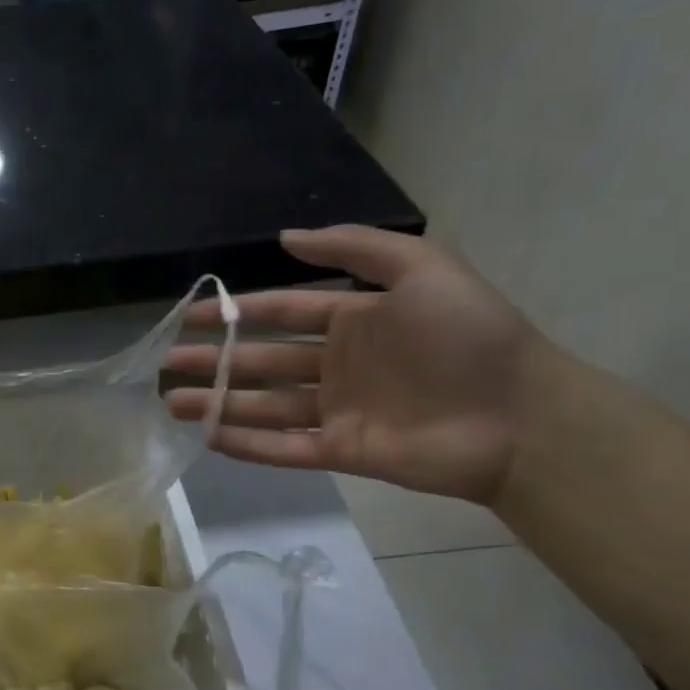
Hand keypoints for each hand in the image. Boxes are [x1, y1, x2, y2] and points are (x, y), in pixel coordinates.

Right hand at [166, 226, 547, 502]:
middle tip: (167, 364)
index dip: (235, 313)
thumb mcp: (423, 269)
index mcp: (353, 321)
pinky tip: (210, 438)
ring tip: (173, 403)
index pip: (280, 312)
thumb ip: (355, 247)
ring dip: (218, 403)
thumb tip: (284, 238)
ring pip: (264, 405)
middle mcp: (337, 365)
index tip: (189, 316)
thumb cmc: (470, 336)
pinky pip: (285, 447)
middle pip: (261, 361)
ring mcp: (337, 410)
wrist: (522, 416)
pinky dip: (248, 444)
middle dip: (214, 361)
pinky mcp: (342, 451)